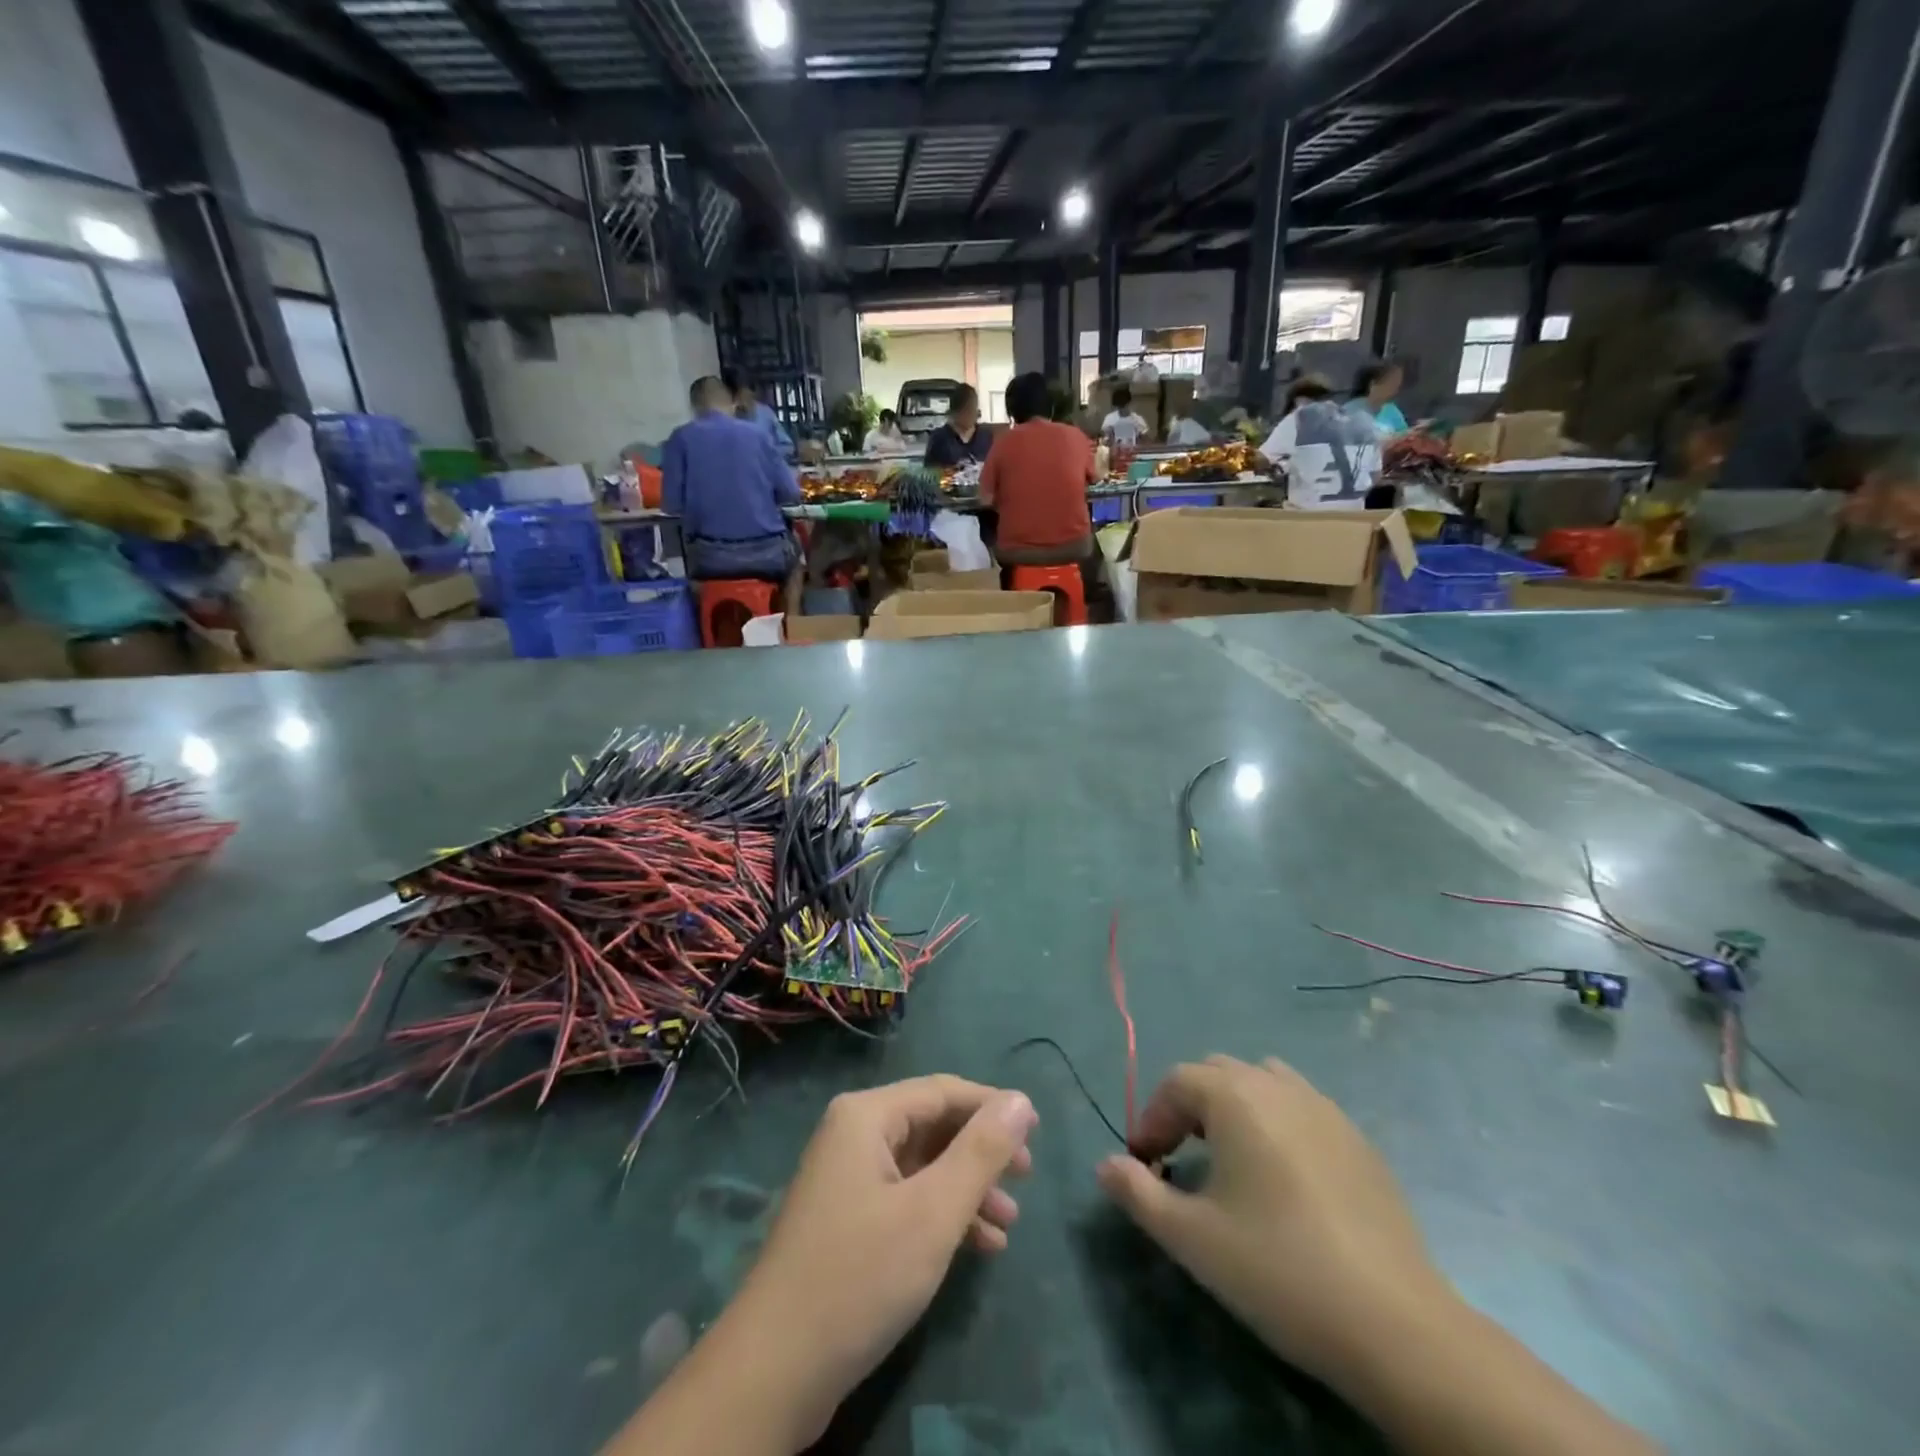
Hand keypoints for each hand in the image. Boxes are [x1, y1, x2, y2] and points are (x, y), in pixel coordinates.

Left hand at [718, 1077, 1036, 1444]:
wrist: (774, 1372)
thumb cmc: (860, 1277)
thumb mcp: (933, 1212)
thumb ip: (981, 1152)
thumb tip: (1020, 1100)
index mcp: (867, 1116)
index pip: (943, 1091)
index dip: (992, 1106)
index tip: (1037, 1132)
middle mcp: (853, 1134)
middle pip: (932, 1126)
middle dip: (981, 1152)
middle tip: (1026, 1179)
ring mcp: (847, 1178)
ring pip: (922, 1166)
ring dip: (967, 1189)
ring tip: (1009, 1223)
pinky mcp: (847, 1220)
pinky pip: (906, 1198)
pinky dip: (942, 1215)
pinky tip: (978, 1246)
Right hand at [1096, 1055, 1454, 1391]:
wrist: (1394, 1325)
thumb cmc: (1278, 1269)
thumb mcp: (1191, 1238)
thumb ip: (1138, 1194)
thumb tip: (1105, 1165)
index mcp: (1236, 1097)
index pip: (1177, 1083)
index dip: (1152, 1117)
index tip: (1145, 1163)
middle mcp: (1279, 1086)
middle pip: (1219, 1073)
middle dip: (1190, 1106)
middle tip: (1181, 1158)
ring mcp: (1325, 1109)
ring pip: (1264, 1082)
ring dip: (1236, 1107)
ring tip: (1232, 1160)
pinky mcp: (1359, 1140)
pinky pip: (1302, 1109)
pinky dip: (1277, 1124)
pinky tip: (1285, 1180)